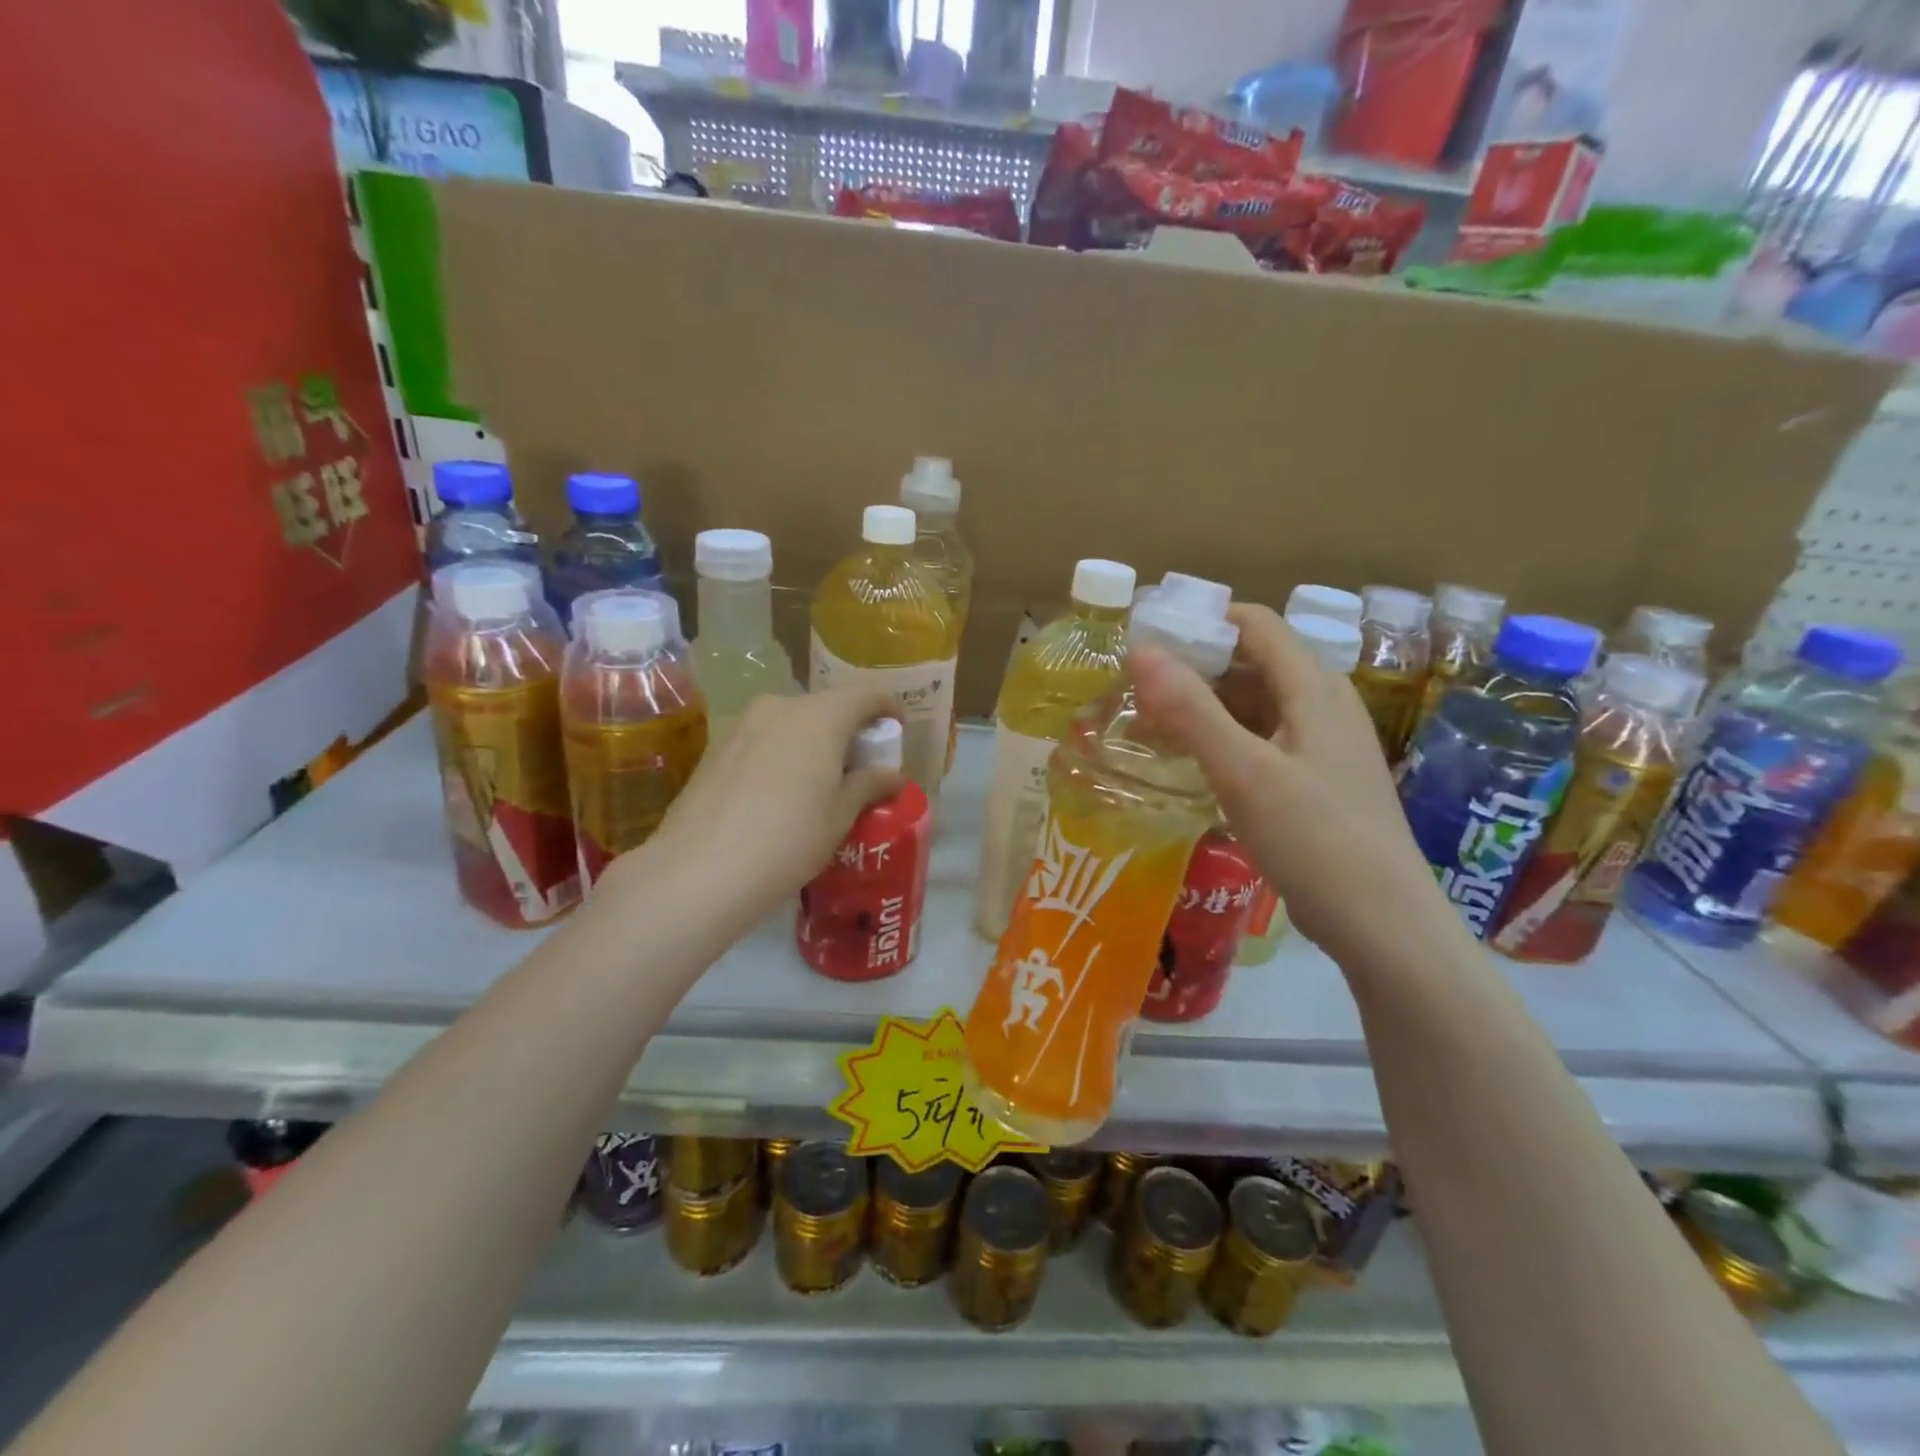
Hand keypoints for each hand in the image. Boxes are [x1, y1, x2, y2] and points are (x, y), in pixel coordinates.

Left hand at [644, 687, 904, 923]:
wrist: (700, 869)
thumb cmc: (789, 838)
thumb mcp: (840, 816)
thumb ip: (869, 785)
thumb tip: (895, 776)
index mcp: (820, 716)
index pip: (865, 696)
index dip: (887, 708)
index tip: (897, 729)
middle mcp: (780, 706)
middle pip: (826, 707)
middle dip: (847, 730)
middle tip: (858, 766)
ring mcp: (742, 724)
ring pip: (790, 723)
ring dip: (811, 742)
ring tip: (818, 782)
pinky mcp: (716, 748)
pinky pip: (762, 740)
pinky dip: (781, 754)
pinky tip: (779, 793)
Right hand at [1131, 604, 1452, 963]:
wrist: (1384, 925)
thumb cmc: (1315, 839)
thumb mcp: (1244, 772)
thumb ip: (1191, 710)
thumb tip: (1141, 649)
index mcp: (1314, 689)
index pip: (1255, 624)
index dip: (1201, 621)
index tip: (1147, 638)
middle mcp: (1323, 706)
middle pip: (1253, 663)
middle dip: (1194, 668)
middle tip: (1136, 688)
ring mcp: (1322, 746)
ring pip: (1255, 706)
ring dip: (1204, 708)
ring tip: (1150, 725)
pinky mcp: (1316, 782)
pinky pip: (1262, 742)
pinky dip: (1223, 741)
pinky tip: (1192, 764)